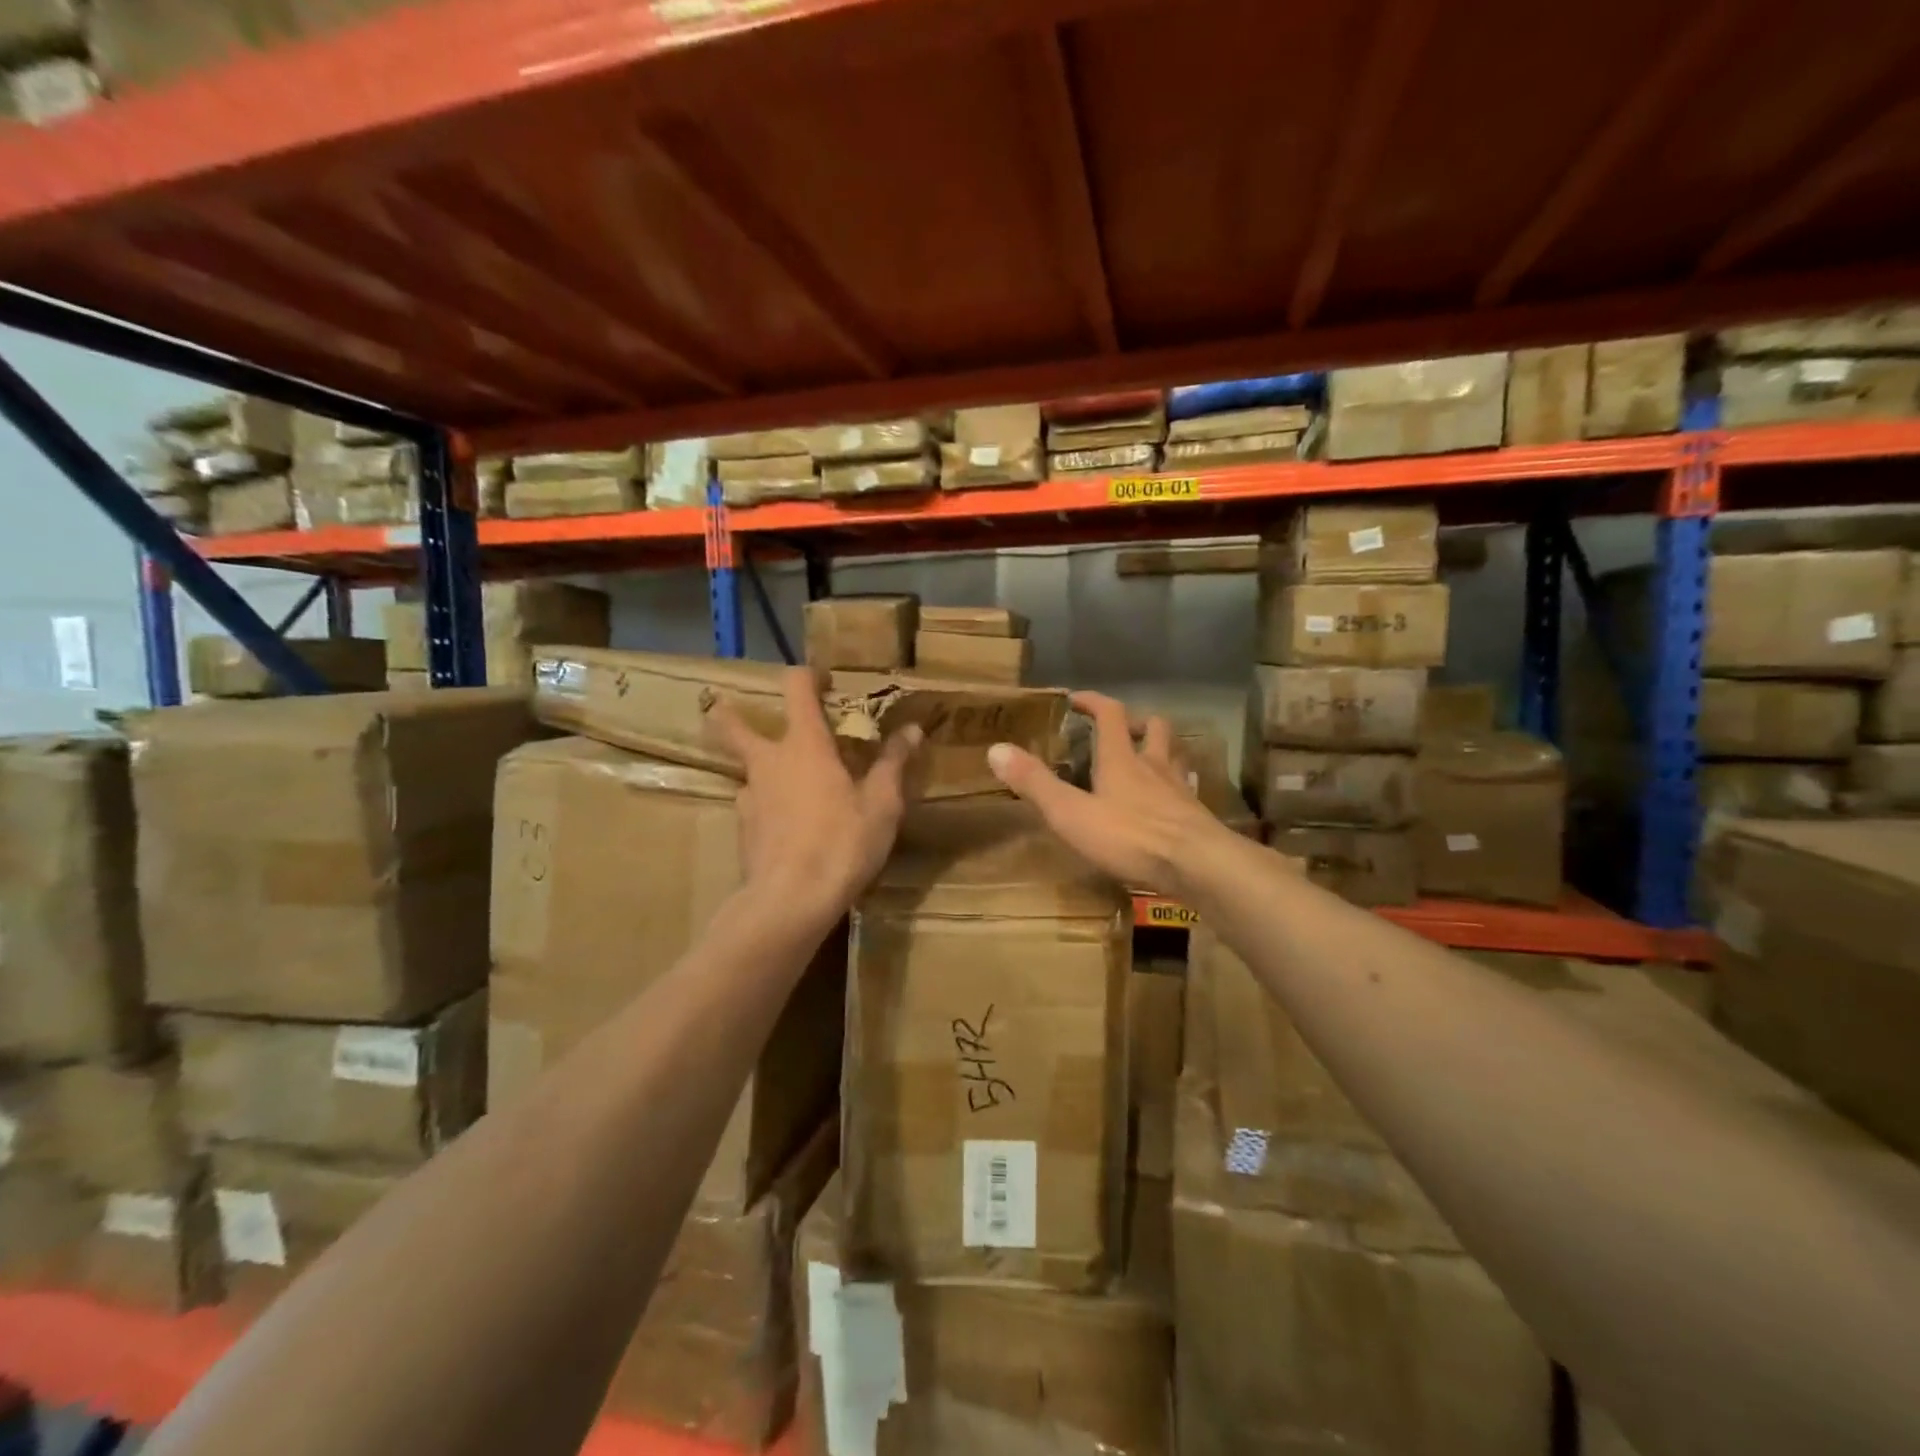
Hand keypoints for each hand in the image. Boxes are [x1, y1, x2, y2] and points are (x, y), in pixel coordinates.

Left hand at [705, 666, 920, 925]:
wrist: (790, 901)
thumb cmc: (842, 843)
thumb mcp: (882, 804)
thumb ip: (894, 763)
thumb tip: (912, 730)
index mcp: (805, 745)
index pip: (796, 687)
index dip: (808, 675)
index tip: (824, 681)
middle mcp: (769, 762)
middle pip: (734, 726)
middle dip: (729, 714)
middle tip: (733, 710)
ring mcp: (749, 796)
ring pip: (746, 770)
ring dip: (761, 768)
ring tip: (787, 785)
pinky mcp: (743, 830)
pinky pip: (752, 805)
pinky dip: (766, 805)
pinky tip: (786, 826)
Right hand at [987, 690, 1221, 895]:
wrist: (1198, 865)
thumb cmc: (1130, 837)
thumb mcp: (1071, 813)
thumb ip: (1035, 783)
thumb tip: (996, 749)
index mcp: (1121, 759)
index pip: (1110, 714)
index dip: (1093, 701)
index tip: (1076, 699)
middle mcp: (1154, 766)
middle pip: (1153, 727)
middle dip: (1136, 722)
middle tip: (1121, 729)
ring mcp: (1179, 790)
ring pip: (1174, 755)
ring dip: (1161, 749)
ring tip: (1146, 760)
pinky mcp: (1196, 816)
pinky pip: (1186, 789)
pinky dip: (1176, 786)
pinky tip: (1170, 801)